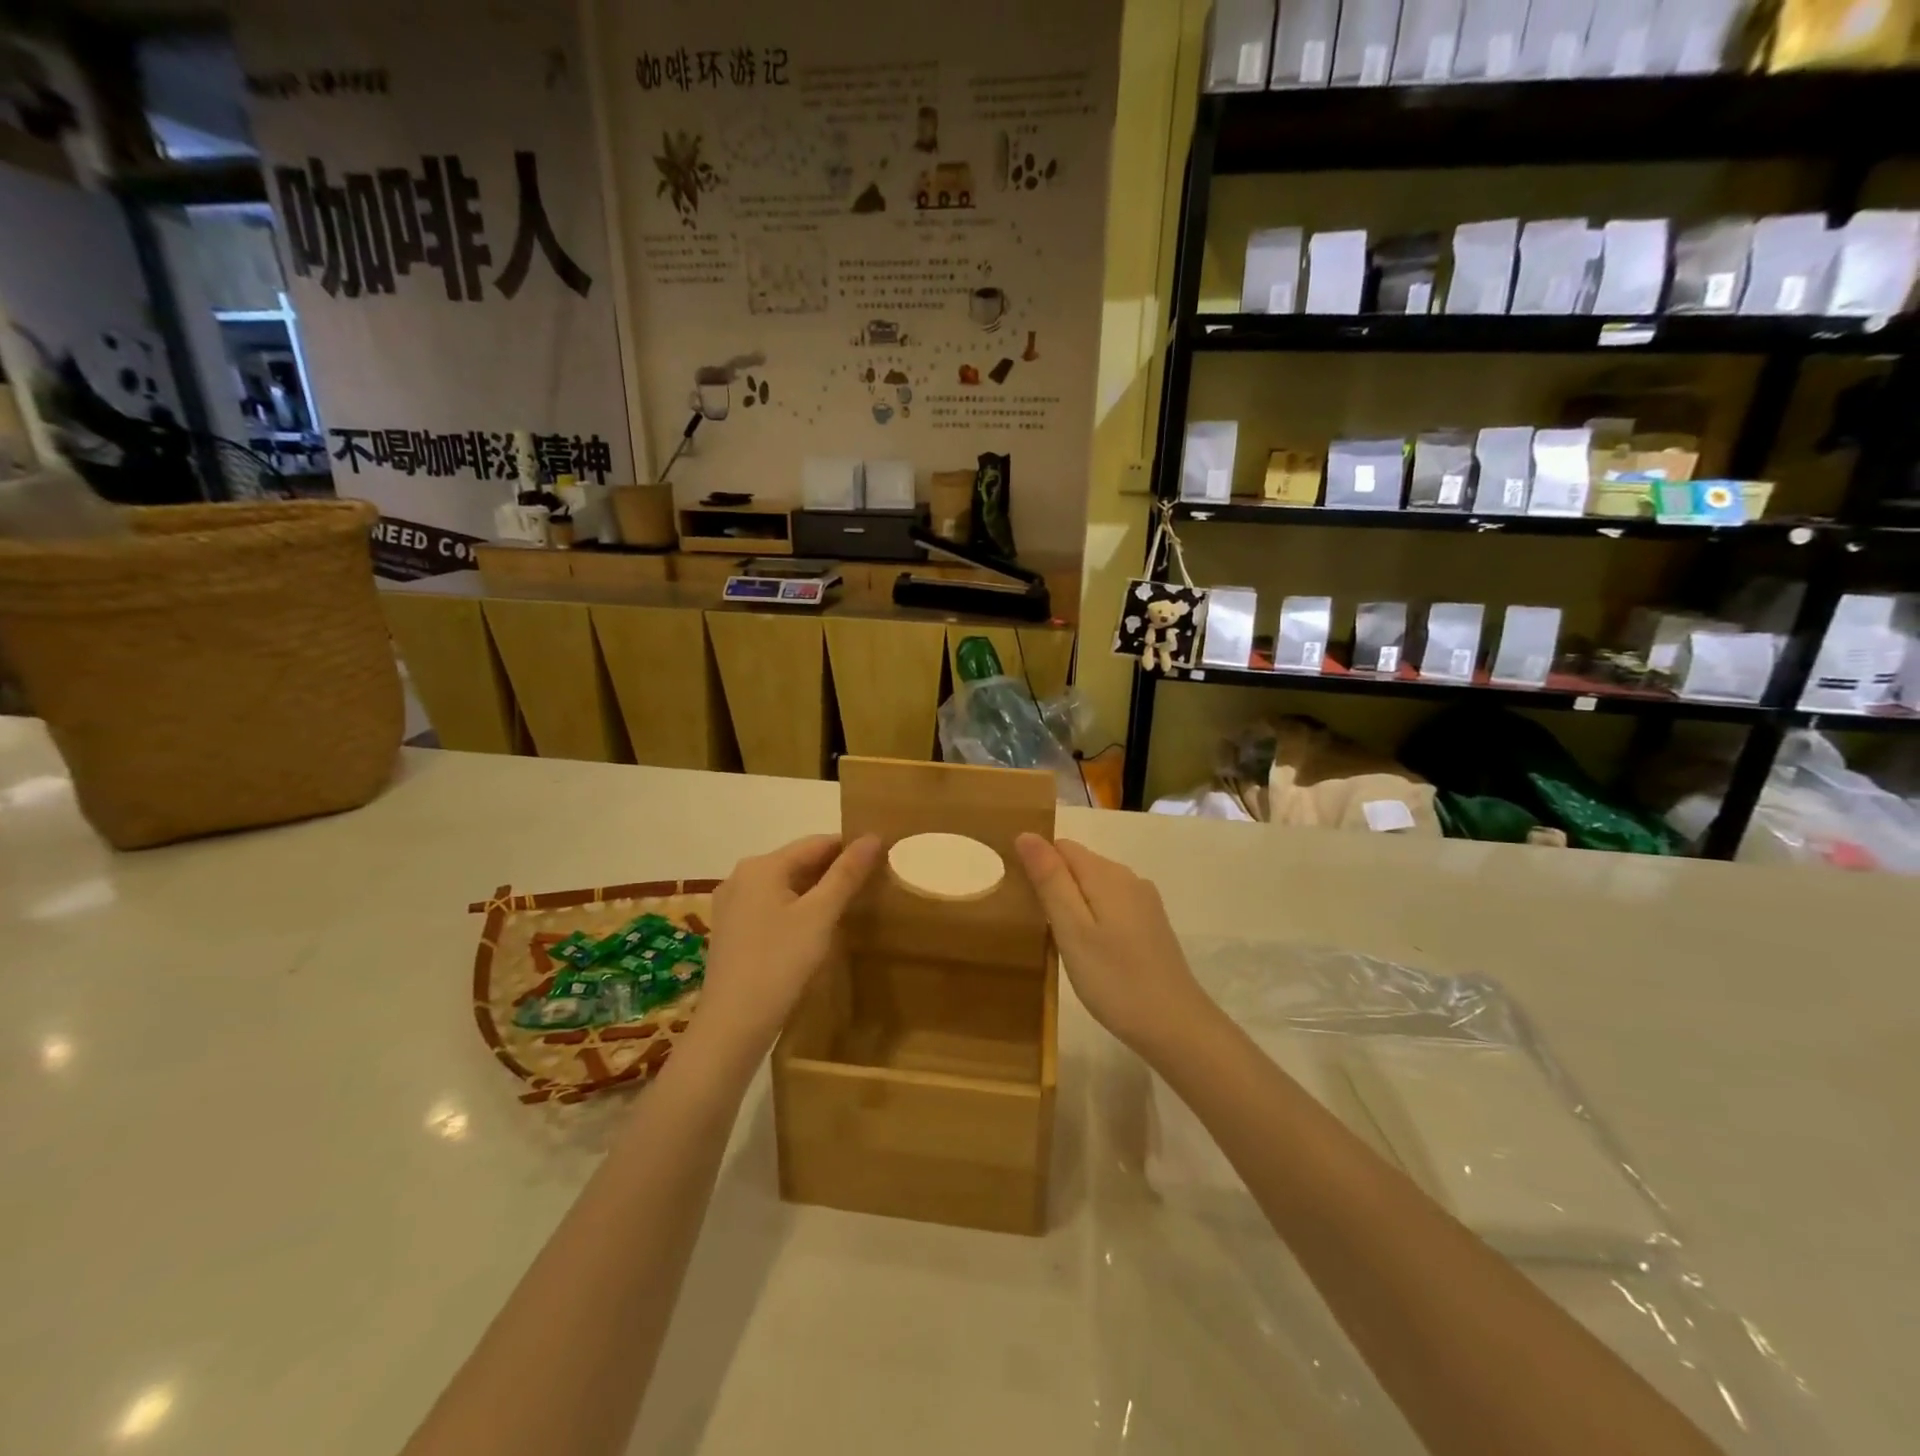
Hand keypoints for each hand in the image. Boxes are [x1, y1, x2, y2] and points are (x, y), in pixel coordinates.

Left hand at [694, 834, 881, 1059]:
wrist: (733, 1025)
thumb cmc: (780, 962)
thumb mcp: (820, 915)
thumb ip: (847, 874)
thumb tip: (873, 836)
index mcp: (762, 866)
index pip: (816, 843)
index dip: (850, 848)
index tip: (881, 860)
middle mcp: (741, 877)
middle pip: (798, 863)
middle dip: (833, 871)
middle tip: (871, 886)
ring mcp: (732, 906)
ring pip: (785, 887)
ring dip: (816, 892)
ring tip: (850, 907)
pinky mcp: (732, 932)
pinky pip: (771, 908)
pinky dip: (796, 910)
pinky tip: (816, 929)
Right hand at [1014, 836, 1210, 1057]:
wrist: (1176, 1027)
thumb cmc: (1114, 980)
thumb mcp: (1072, 930)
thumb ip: (1050, 880)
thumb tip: (1027, 835)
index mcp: (1107, 874)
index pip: (1061, 847)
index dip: (1037, 864)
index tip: (1022, 899)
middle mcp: (1129, 878)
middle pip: (1078, 864)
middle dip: (1053, 884)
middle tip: (1036, 926)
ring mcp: (1144, 902)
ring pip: (1095, 886)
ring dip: (1073, 903)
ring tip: (1057, 941)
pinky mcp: (1151, 925)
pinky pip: (1111, 905)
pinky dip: (1093, 918)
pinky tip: (1088, 950)